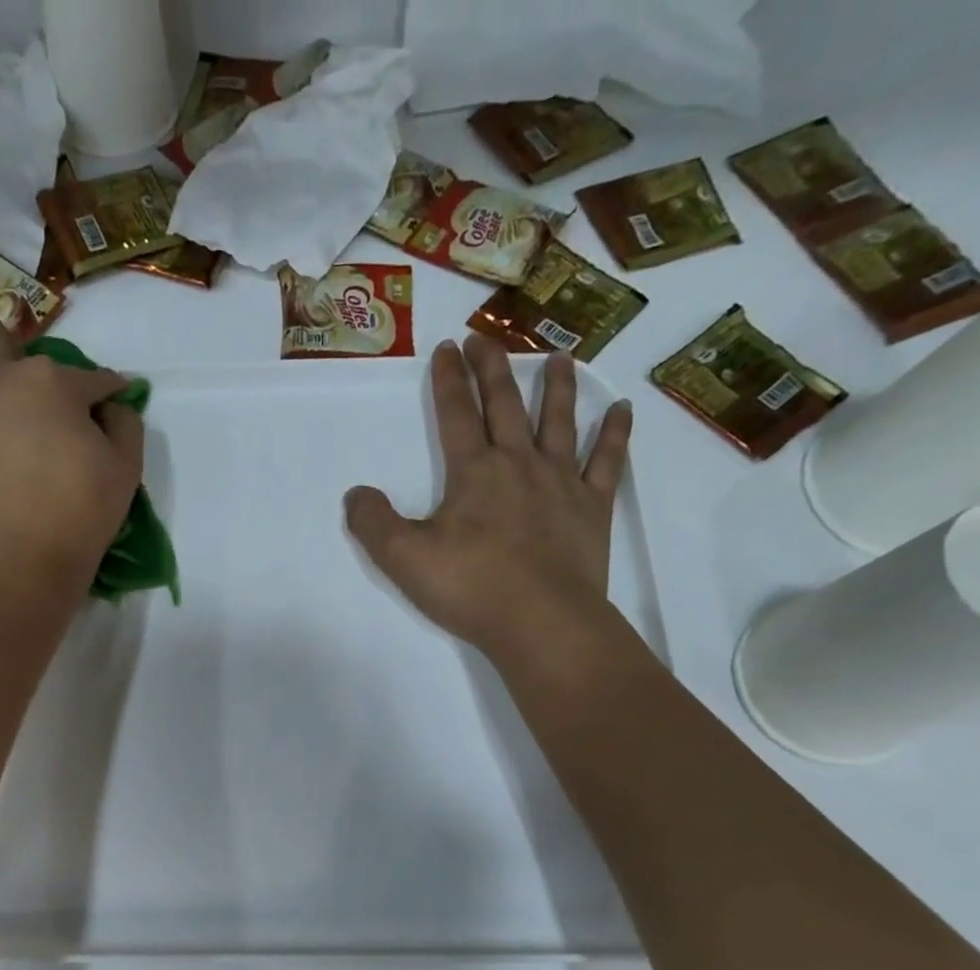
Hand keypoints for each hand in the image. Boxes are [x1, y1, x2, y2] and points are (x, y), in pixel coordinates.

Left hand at [0, 311, 145, 598]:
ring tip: (1, 451)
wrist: (20, 564)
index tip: (109, 401)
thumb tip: (109, 406)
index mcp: (48, 381)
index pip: (87, 375)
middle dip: (4, 343)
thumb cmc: (82, 513)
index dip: (104, 390)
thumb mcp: (127, 466)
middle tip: (22, 389)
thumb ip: (124, 421)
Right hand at [345, 336, 632, 657]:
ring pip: (559, 421)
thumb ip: (374, 523)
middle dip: (492, 368)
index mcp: (474, 472)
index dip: (448, 380)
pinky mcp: (593, 508)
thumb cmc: (470, 587)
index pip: (456, 414)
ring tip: (558, 357)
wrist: (541, 621)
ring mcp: (561, 482)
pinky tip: (622, 411)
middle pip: (505, 405)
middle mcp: (519, 463)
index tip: (445, 348)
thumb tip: (357, 494)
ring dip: (557, 387)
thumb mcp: (403, 559)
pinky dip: (615, 434)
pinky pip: (607, 461)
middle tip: (484, 337)